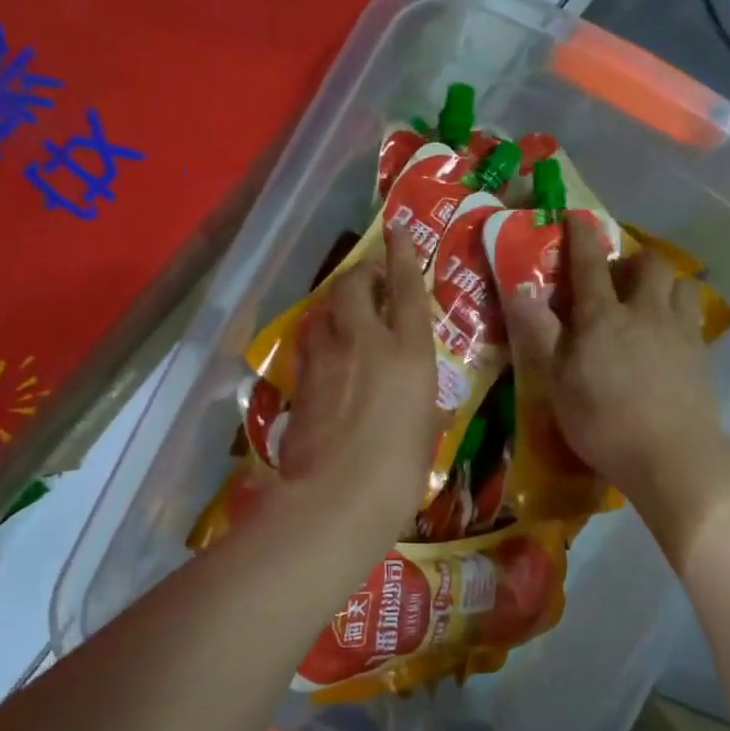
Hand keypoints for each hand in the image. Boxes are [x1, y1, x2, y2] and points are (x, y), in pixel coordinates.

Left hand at [276, 230, 438, 538]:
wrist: (335, 498)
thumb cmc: (399, 473)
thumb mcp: (426, 437)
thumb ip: (426, 411)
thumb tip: (429, 408)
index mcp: (409, 353)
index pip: (406, 290)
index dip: (402, 256)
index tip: (397, 231)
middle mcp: (365, 342)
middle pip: (355, 286)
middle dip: (361, 272)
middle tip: (368, 276)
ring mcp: (326, 358)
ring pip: (325, 310)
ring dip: (335, 303)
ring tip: (344, 310)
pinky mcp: (299, 381)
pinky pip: (309, 343)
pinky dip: (318, 337)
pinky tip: (323, 349)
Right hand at [503, 214, 729, 517]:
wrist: (674, 456)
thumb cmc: (604, 422)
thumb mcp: (557, 382)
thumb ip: (540, 333)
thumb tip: (521, 289)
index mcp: (603, 318)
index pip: (590, 265)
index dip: (581, 238)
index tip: (576, 217)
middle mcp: (645, 313)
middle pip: (649, 264)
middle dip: (633, 259)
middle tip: (617, 276)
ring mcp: (680, 333)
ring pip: (681, 285)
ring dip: (664, 284)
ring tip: (650, 302)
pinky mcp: (703, 357)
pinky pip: (694, 318)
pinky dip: (680, 314)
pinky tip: (671, 337)